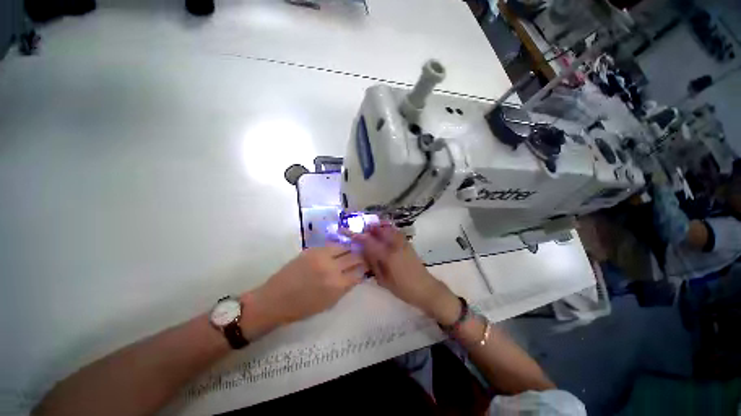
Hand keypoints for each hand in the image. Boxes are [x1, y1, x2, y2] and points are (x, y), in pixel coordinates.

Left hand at [249, 246, 366, 328]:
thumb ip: (345, 288)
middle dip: (361, 257)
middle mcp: (332, 268)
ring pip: (344, 247)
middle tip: (362, 258)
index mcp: (337, 285)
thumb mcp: (328, 303)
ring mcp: (321, 256)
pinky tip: (338, 251)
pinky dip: (337, 248)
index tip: (367, 267)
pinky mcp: (312, 250)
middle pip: (354, 257)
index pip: (359, 272)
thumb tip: (356, 275)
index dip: (365, 269)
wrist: (275, 299)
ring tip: (351, 251)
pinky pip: (331, 245)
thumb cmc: (302, 308)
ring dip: (350, 249)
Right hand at [349, 224, 457, 321]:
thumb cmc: (403, 288)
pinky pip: (397, 232)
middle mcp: (396, 246)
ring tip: (373, 227)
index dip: (360, 237)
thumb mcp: (384, 280)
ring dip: (380, 226)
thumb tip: (365, 253)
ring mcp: (403, 243)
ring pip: (390, 229)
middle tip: (363, 228)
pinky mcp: (408, 244)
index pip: (371, 243)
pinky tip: (385, 231)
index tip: (351, 233)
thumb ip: (374, 264)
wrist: (425, 288)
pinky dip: (389, 229)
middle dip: (371, 227)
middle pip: (381, 231)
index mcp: (388, 256)